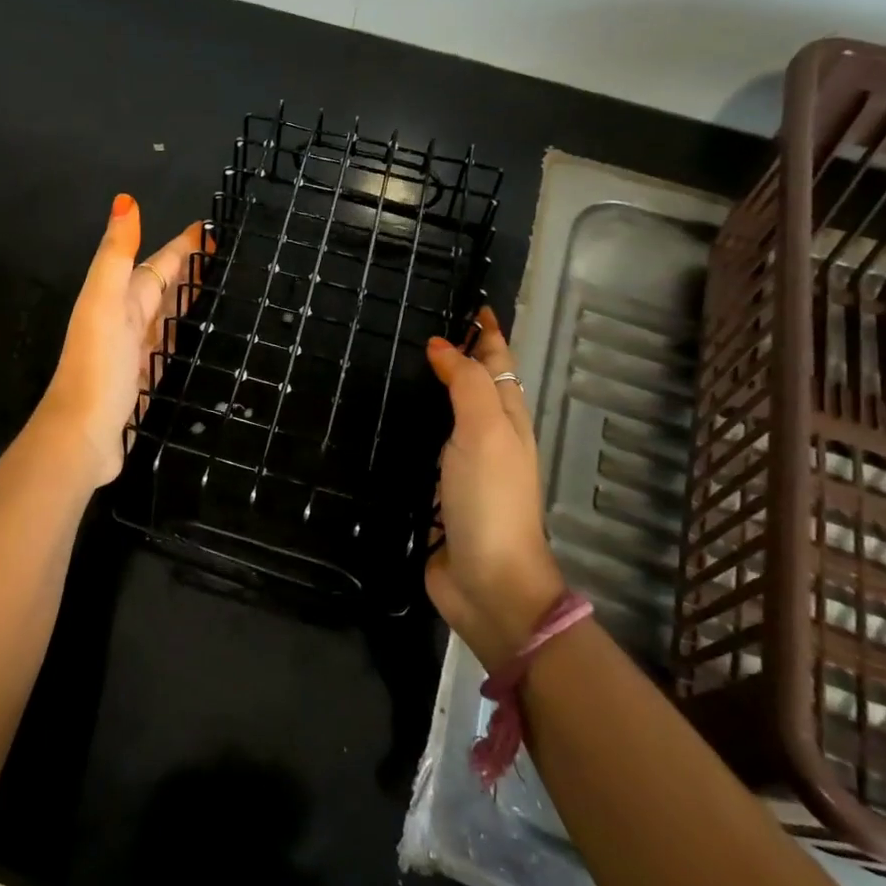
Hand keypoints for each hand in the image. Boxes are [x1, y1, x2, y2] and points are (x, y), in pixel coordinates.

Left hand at [37, 194, 205, 487]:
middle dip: (189, 269)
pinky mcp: (148, 381)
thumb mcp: (103, 302)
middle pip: (163, 287)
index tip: (213, 229)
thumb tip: (125, 200)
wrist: (83, 435)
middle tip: (228, 255)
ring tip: (223, 288)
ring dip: (190, 299)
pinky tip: (203, 337)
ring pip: (168, 315)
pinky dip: (186, 335)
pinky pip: (172, 347)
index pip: (157, 264)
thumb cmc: (97, 366)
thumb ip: (115, 255)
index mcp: (119, 299)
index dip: (182, 247)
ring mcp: (137, 352)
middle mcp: (127, 321)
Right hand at [424, 306, 566, 670]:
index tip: (468, 301)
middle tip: (414, 326)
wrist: (486, 583)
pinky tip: (379, 421)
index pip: (498, 362)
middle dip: (455, 355)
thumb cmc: (491, 500)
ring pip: (444, 415)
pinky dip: (406, 428)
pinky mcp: (432, 492)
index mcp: (506, 419)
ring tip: (391, 364)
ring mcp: (458, 467)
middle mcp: (485, 437)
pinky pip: (419, 448)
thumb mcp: (485, 432)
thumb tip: (441, 345)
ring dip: (428, 390)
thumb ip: (467, 384)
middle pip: (473, 385)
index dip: (487, 333)